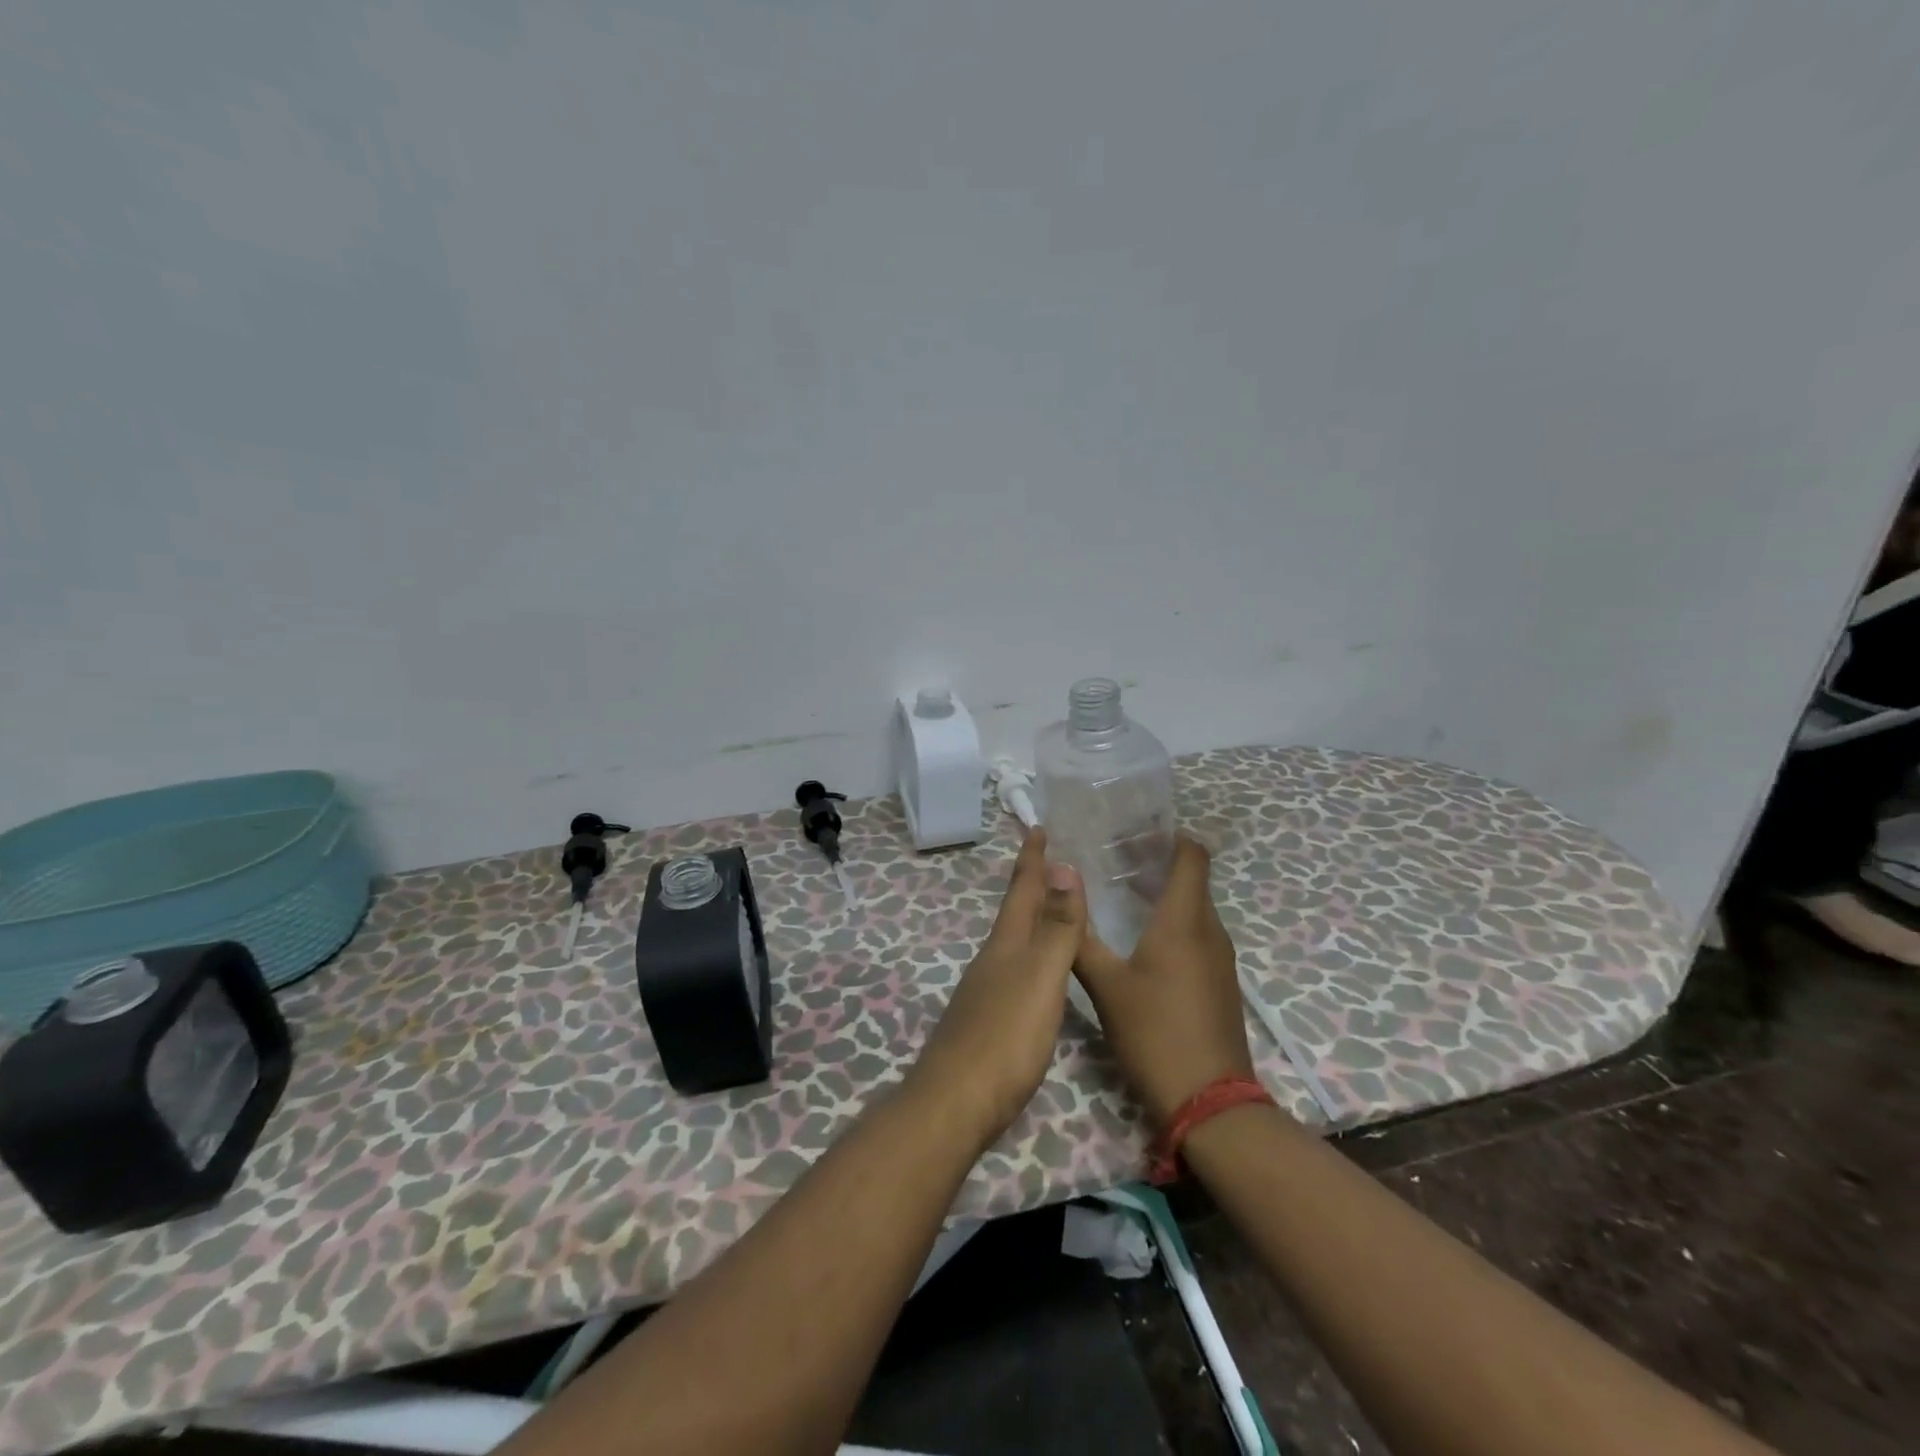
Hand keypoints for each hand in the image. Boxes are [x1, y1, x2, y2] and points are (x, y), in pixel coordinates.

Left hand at [908, 830, 1086, 1149]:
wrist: (956, 1103)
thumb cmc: (1005, 1036)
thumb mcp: (1040, 976)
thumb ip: (1056, 927)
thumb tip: (1063, 867)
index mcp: (1006, 945)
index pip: (1021, 890)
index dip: (1031, 860)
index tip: (1035, 826)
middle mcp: (993, 961)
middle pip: (1014, 913)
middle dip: (1031, 885)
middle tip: (1047, 860)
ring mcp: (986, 993)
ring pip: (1013, 942)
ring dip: (1031, 919)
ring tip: (1050, 909)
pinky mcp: (988, 1023)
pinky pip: (1015, 972)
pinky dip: (1030, 956)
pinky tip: (1037, 973)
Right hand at [1073, 835, 1253, 1127]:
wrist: (1210, 1103)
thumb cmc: (1155, 1033)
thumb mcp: (1106, 985)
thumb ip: (1080, 937)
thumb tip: (1058, 892)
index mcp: (1185, 920)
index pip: (1192, 855)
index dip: (1169, 836)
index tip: (1134, 831)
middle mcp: (1210, 930)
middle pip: (1192, 878)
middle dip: (1158, 862)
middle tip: (1115, 858)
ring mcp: (1220, 959)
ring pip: (1195, 908)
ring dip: (1165, 893)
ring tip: (1122, 893)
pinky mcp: (1220, 983)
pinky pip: (1198, 934)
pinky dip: (1173, 922)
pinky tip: (1142, 939)